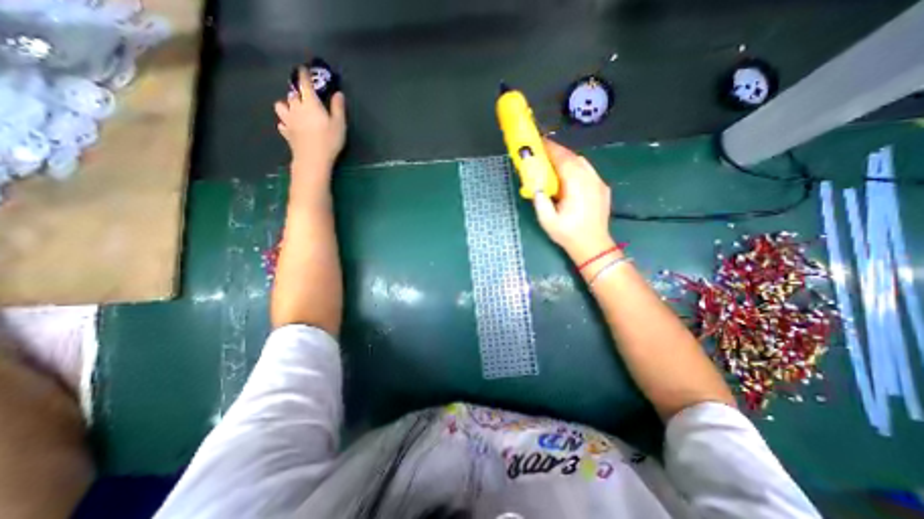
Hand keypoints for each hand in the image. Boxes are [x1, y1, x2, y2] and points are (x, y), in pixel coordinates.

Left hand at [276, 65, 348, 171]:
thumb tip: (338, 93)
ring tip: (294, 109)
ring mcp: (289, 120)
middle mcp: (296, 108)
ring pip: (281, 105)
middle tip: (304, 95)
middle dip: (297, 91)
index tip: (303, 69)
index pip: (304, 84)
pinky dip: (285, 122)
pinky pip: (282, 123)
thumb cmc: (328, 141)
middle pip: (292, 94)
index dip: (304, 75)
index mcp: (310, 103)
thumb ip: (338, 108)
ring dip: (286, 104)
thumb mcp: (339, 124)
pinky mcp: (286, 133)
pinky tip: (291, 126)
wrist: (313, 159)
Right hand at [535, 140, 612, 260]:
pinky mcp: (602, 188)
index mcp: (576, 186)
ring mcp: (599, 183)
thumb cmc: (568, 234)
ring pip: (583, 162)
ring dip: (568, 159)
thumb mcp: (547, 221)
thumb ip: (540, 200)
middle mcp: (590, 179)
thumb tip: (535, 185)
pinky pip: (589, 171)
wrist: (593, 246)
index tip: (540, 142)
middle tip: (544, 151)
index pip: (563, 160)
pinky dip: (577, 167)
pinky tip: (569, 175)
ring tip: (555, 162)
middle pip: (574, 158)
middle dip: (558, 152)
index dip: (551, 149)